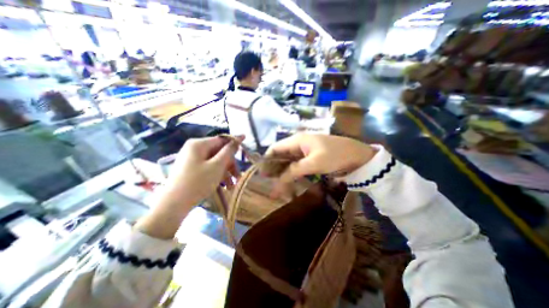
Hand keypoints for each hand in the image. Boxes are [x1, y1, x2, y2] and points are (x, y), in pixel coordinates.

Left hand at [161, 135, 241, 204]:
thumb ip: (229, 151)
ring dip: (225, 172)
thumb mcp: (217, 165)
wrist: (173, 205)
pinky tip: (224, 186)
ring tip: (232, 186)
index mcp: (199, 144)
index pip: (222, 140)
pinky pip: (208, 168)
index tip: (245, 151)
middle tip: (238, 176)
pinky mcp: (191, 169)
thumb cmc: (198, 182)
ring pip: (215, 161)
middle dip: (230, 164)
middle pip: (219, 152)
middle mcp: (195, 149)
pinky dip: (217, 175)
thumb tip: (239, 136)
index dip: (234, 145)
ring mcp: (192, 159)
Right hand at [267, 132, 377, 183]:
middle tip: (269, 183)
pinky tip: (289, 181)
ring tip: (277, 185)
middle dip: (273, 168)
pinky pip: (297, 165)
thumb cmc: (336, 156)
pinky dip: (291, 173)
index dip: (267, 160)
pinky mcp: (311, 157)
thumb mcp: (314, 163)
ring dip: (282, 172)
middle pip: (280, 155)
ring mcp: (305, 151)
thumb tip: (279, 180)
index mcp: (297, 140)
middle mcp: (298, 144)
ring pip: (288, 161)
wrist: (359, 156)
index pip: (275, 148)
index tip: (262, 174)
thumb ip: (294, 170)